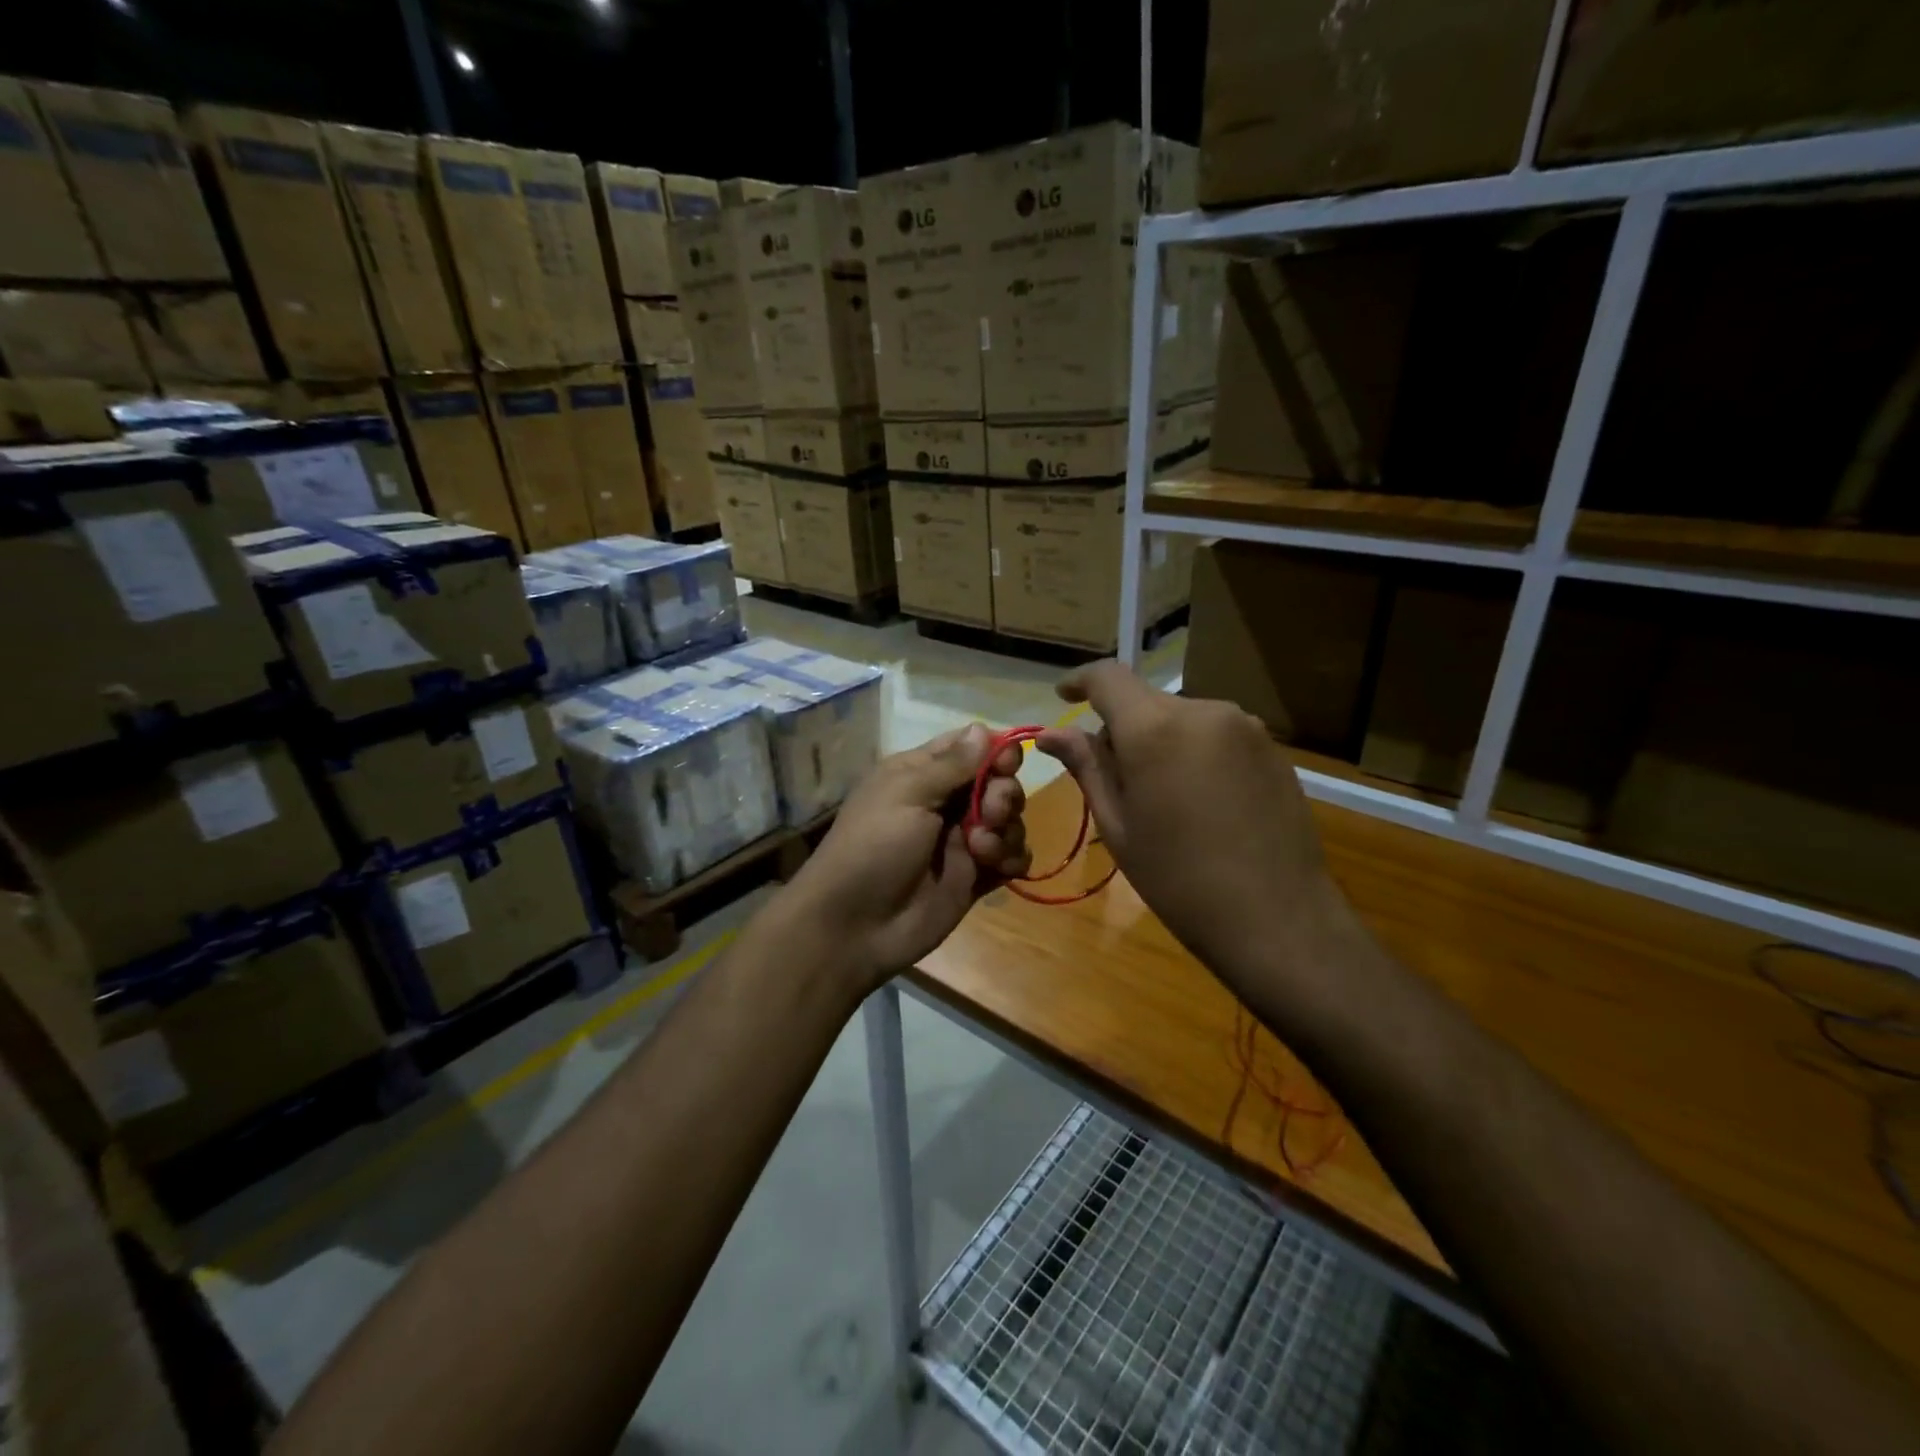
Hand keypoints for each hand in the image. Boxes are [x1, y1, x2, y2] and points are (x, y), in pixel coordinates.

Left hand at [783, 724, 1028, 989]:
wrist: (855, 926)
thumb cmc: (873, 848)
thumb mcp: (906, 795)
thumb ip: (951, 765)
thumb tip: (981, 727)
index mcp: (922, 774)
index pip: (970, 748)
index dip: (996, 751)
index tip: (1008, 763)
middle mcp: (945, 803)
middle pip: (998, 782)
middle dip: (1004, 795)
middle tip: (990, 813)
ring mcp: (962, 841)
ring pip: (1009, 820)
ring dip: (1007, 830)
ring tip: (982, 850)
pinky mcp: (976, 877)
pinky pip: (1011, 857)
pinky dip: (1013, 858)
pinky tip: (999, 868)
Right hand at [1038, 662, 1356, 994]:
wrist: (1278, 919)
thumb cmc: (1179, 879)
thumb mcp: (1118, 825)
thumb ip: (1086, 767)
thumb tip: (1051, 733)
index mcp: (1155, 728)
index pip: (1108, 677)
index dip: (1080, 681)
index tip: (1064, 697)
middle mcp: (1202, 710)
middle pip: (1146, 702)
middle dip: (1121, 729)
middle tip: (1114, 782)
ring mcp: (1245, 726)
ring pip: (1181, 719)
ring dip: (1160, 742)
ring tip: (1163, 798)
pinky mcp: (1272, 747)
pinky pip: (1216, 735)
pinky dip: (1195, 753)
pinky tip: (1202, 803)